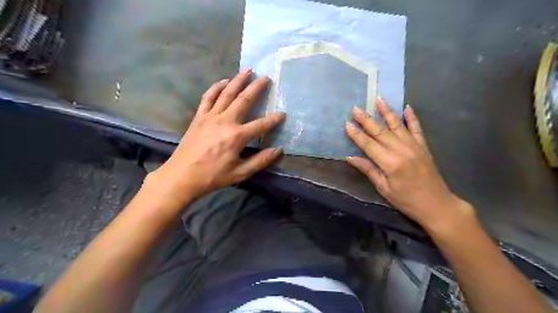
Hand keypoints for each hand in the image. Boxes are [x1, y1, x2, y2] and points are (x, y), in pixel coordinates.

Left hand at [146, 69, 284, 209]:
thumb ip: (260, 161)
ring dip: (238, 81)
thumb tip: (279, 150)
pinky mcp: (199, 117)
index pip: (260, 125)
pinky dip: (216, 87)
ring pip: (226, 93)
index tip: (283, 114)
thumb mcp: (240, 173)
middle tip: (266, 76)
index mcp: (237, 136)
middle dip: (256, 87)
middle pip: (244, 100)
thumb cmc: (213, 176)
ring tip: (247, 70)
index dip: (273, 120)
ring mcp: (210, 117)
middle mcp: (225, 121)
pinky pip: (208, 97)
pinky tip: (224, 81)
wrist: (182, 176)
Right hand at [348, 98, 471, 229]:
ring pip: (397, 125)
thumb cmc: (406, 200)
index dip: (356, 134)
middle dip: (366, 119)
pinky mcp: (424, 146)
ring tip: (378, 99)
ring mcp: (414, 146)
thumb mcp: (384, 188)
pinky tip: (407, 107)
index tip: (347, 124)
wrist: (437, 205)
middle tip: (356, 108)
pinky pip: (417, 128)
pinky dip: (412, 118)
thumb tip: (350, 157)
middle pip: (380, 132)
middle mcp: (402, 150)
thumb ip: (368, 170)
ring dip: (387, 112)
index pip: (369, 145)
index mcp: (390, 163)